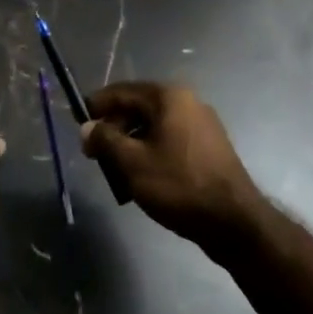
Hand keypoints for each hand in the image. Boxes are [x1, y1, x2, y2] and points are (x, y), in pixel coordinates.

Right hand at [82, 82, 268, 252]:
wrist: (234, 221)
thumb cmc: (178, 185)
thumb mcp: (132, 162)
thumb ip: (105, 140)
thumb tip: (87, 128)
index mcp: (169, 97)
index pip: (122, 92)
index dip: (97, 106)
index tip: (78, 125)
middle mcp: (188, 102)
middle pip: (139, 108)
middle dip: (114, 128)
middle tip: (95, 154)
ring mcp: (202, 125)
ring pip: (154, 127)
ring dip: (131, 144)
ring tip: (115, 170)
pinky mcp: (209, 148)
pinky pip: (170, 141)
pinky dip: (151, 152)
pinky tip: (142, 177)